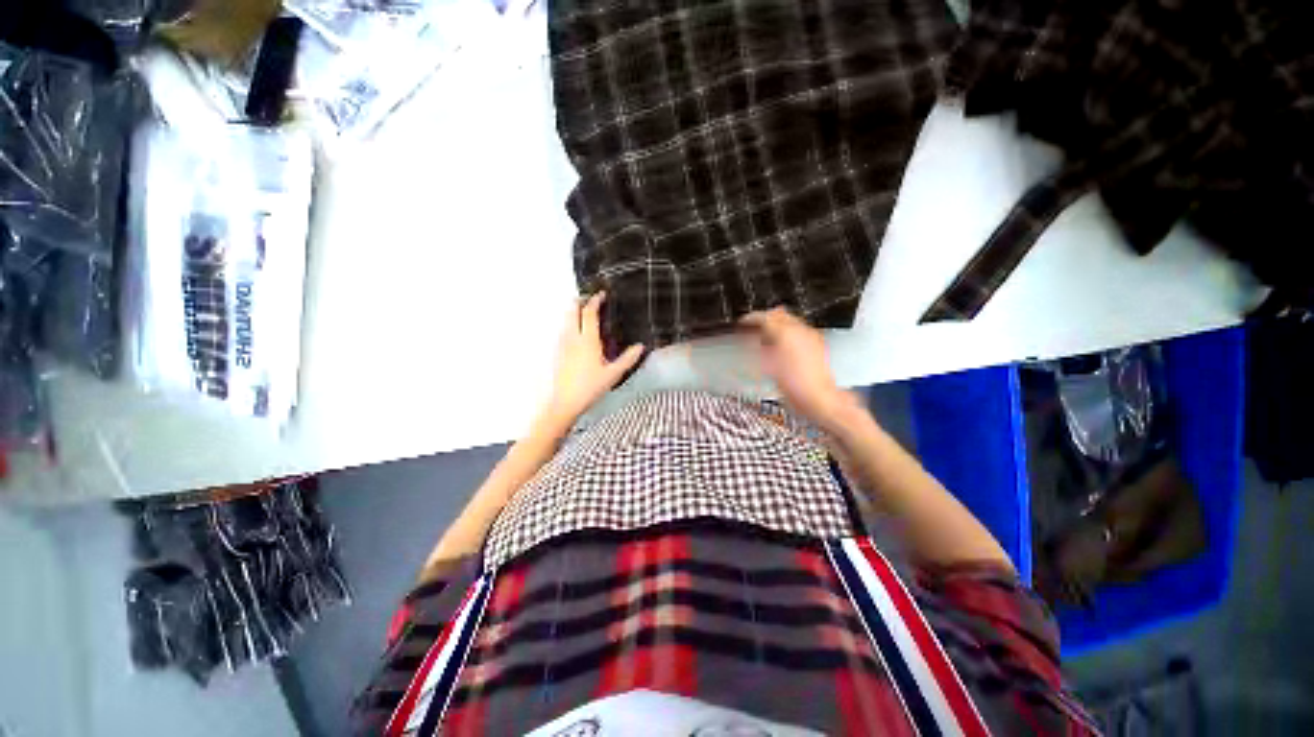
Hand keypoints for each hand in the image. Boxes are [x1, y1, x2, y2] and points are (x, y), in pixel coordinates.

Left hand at [543, 292, 644, 426]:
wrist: (565, 402)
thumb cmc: (590, 387)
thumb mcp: (613, 374)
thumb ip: (628, 359)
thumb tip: (640, 346)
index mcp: (587, 340)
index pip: (589, 313)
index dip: (594, 301)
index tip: (601, 294)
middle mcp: (573, 338)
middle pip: (572, 311)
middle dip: (580, 301)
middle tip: (590, 298)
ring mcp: (563, 345)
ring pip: (566, 320)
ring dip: (574, 311)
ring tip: (585, 311)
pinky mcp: (559, 352)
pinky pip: (564, 330)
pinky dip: (570, 323)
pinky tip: (577, 331)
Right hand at [739, 308, 846, 423]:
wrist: (818, 398)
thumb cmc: (795, 386)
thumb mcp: (767, 367)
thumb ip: (756, 348)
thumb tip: (748, 340)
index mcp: (785, 332)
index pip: (764, 316)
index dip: (750, 319)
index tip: (743, 323)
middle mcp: (800, 330)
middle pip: (778, 314)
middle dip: (764, 319)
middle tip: (752, 327)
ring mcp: (810, 337)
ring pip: (789, 321)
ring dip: (775, 326)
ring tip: (765, 336)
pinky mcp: (817, 344)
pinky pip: (799, 331)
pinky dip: (787, 333)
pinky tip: (781, 345)